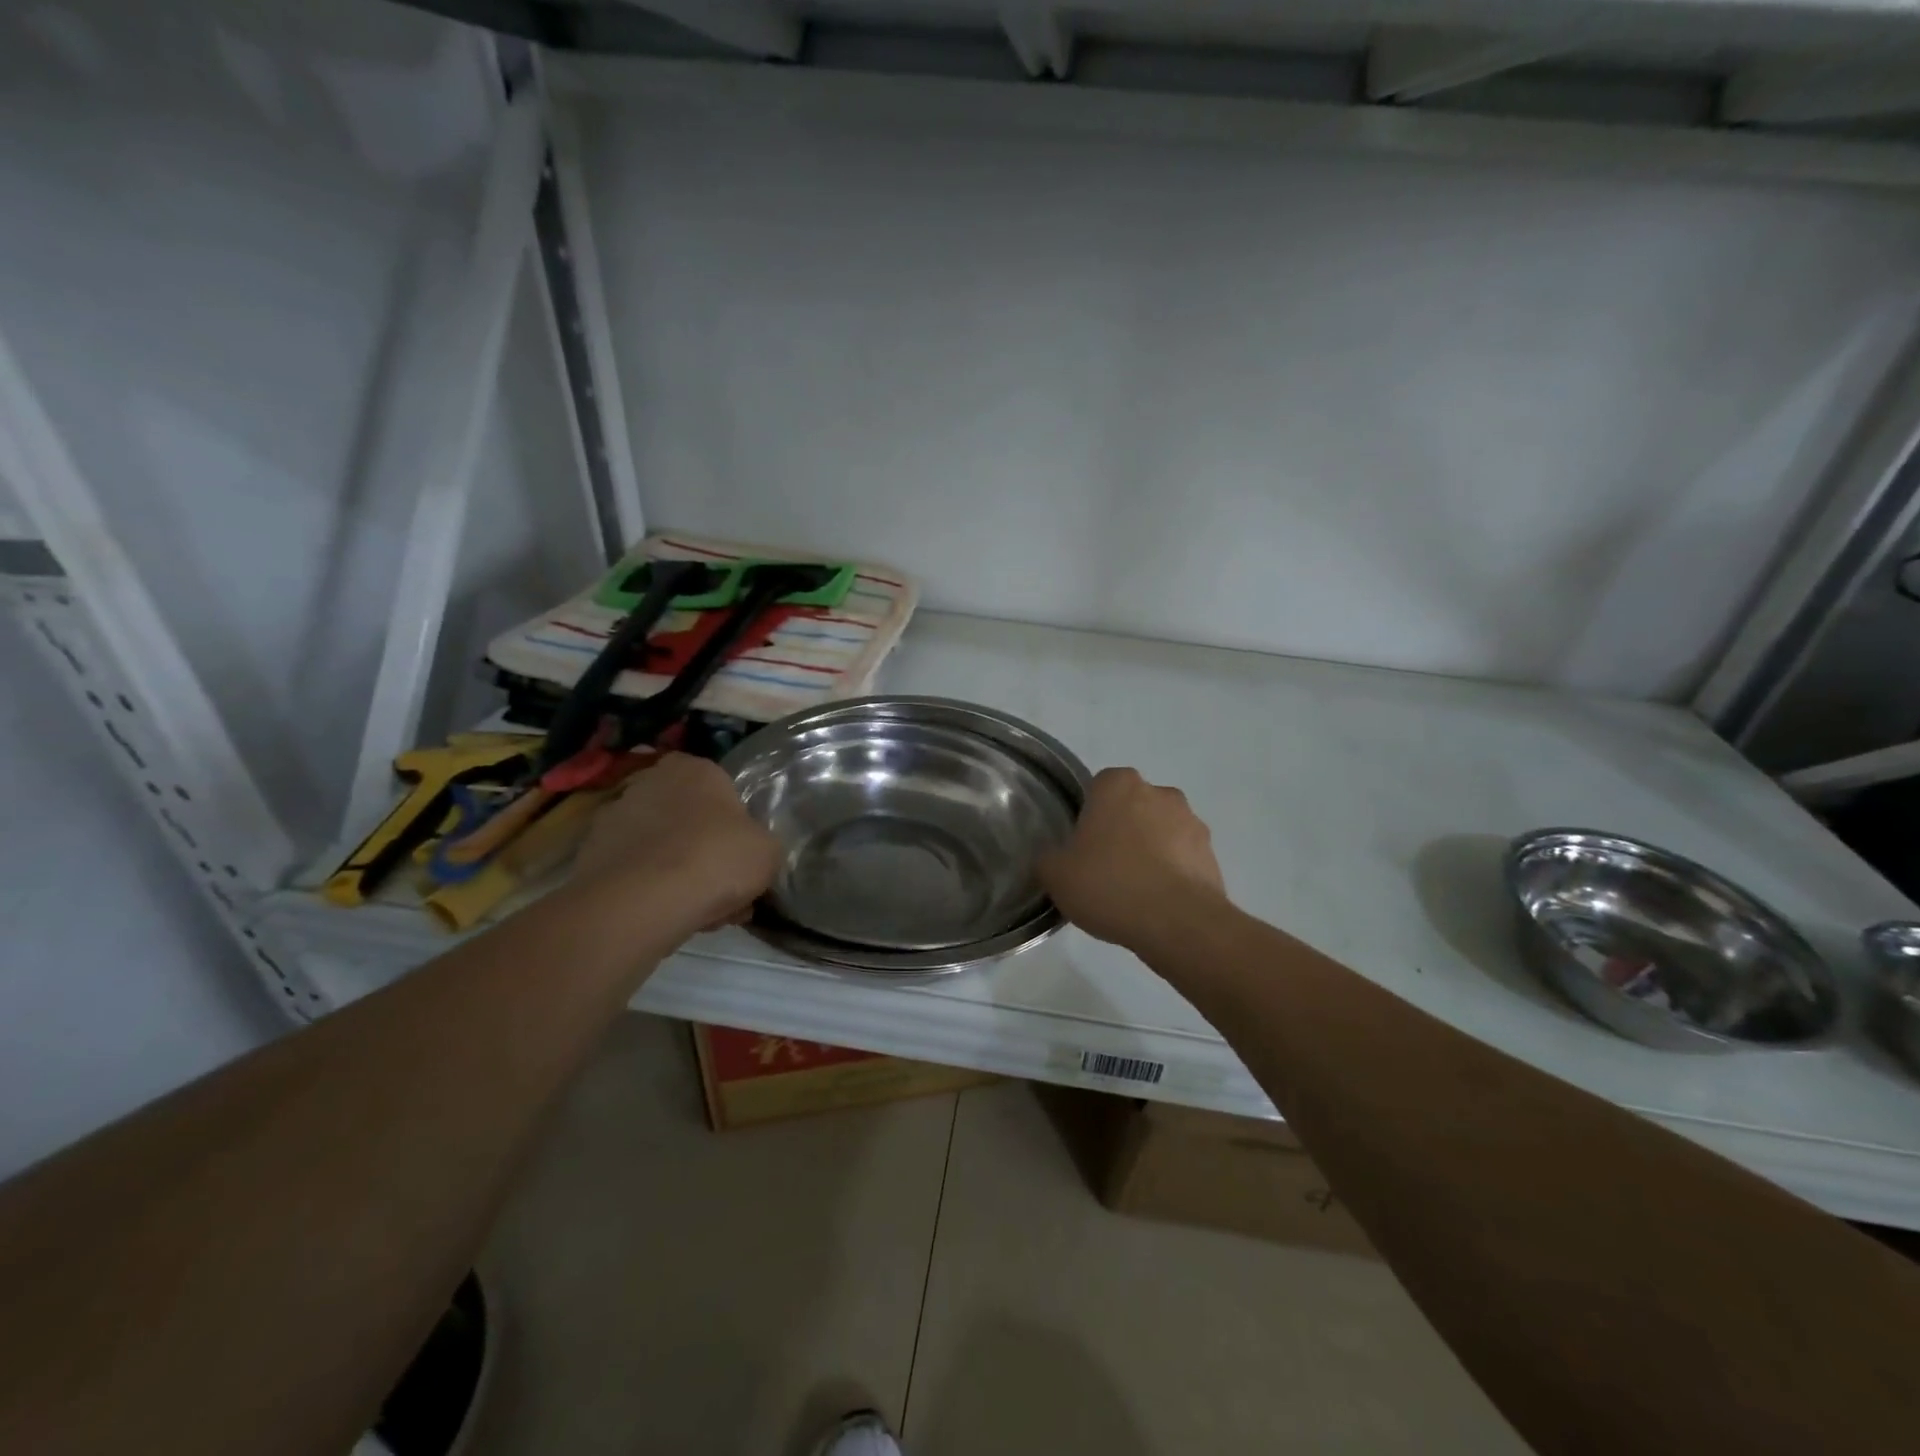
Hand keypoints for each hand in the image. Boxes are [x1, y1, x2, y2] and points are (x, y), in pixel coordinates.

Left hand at [574, 753, 780, 932]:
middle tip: (723, 886)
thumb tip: (751, 852)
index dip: (733, 822)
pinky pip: (635, 870)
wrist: (643, 902)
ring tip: (698, 911)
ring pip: (661, 846)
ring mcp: (615, 815)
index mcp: (696, 768)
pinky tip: (669, 916)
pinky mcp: (590, 853)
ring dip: (678, 872)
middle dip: (705, 849)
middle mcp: (651, 781)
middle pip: (688, 817)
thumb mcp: (768, 851)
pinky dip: (650, 889)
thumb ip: (762, 844)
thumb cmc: (715, 859)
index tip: (741, 852)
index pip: (720, 787)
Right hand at [1037, 767, 1228, 954]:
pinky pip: (1183, 858)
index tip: (1081, 846)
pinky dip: (1172, 873)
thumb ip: (1049, 859)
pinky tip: (1157, 903)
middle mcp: (1160, 793)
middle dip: (1121, 830)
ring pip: (1161, 832)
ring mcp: (1192, 822)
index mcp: (1119, 785)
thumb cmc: (1109, 884)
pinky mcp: (1212, 854)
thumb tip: (1053, 858)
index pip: (1098, 787)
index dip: (1088, 816)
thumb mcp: (1056, 875)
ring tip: (1134, 892)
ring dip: (1150, 851)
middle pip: (1133, 807)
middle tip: (1104, 869)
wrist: (1178, 923)